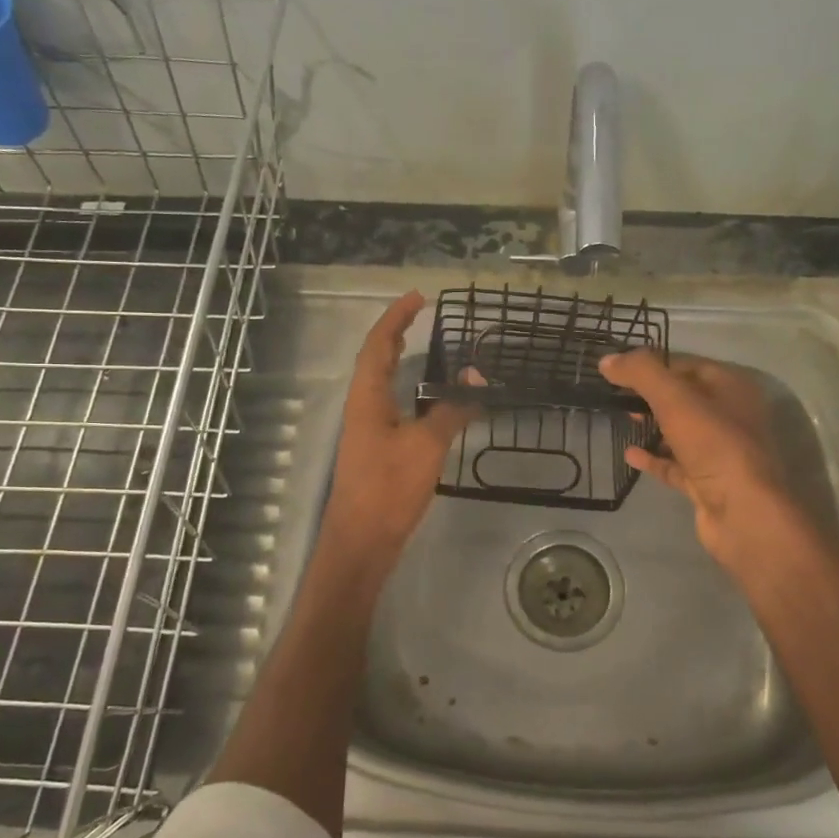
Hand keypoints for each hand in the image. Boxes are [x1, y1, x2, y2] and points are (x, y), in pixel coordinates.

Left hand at [323, 292, 472, 559]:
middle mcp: (362, 407)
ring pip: (381, 383)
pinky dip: (408, 389)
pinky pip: (391, 405)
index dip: (396, 317)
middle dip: (396, 333)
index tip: (418, 297)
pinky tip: (426, 398)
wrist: (362, 540)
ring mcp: (366, 429)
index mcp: (367, 397)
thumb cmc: (389, 487)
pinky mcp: (376, 449)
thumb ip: (451, 409)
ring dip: (399, 360)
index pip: (378, 344)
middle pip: (375, 359)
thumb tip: (476, 379)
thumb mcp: (426, 445)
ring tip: (424, 346)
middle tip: (420, 314)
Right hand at [599, 349, 801, 572]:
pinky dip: (653, 457)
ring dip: (651, 425)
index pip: (686, 364)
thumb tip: (607, 360)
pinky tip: (629, 453)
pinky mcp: (707, 482)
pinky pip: (675, 464)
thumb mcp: (675, 399)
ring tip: (621, 418)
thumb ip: (642, 373)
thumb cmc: (714, 445)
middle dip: (650, 394)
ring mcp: (720, 451)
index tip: (618, 368)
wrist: (743, 514)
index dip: (653, 363)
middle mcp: (730, 415)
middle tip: (616, 394)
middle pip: (683, 397)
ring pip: (679, 431)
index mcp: (731, 387)